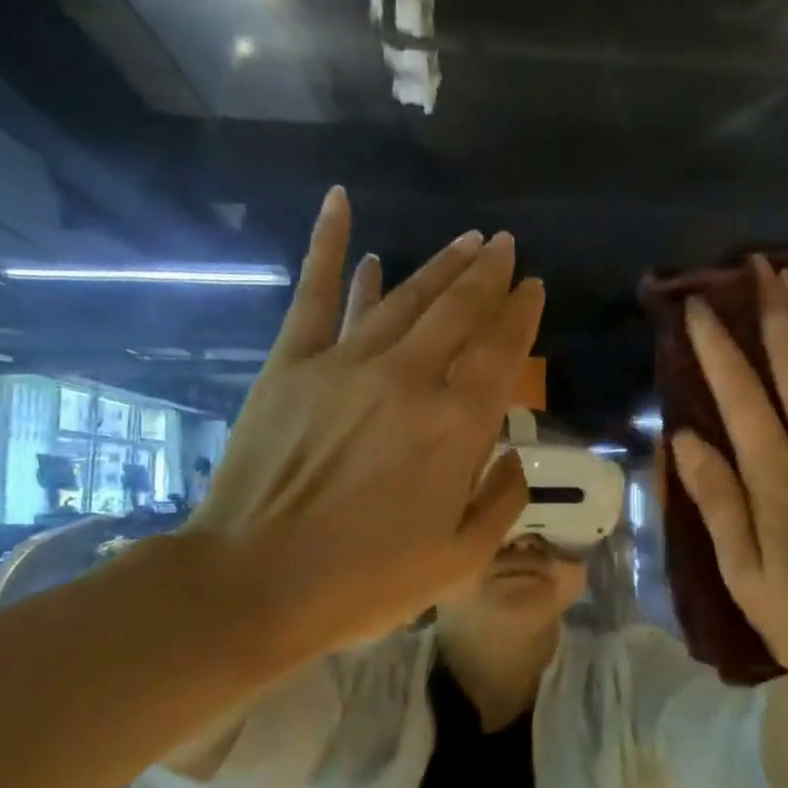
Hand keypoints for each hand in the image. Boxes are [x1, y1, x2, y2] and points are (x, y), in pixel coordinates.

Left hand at [193, 187, 541, 658]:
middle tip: (506, 245)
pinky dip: (330, 246)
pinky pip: (316, 293)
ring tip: (468, 239)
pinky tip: (342, 203)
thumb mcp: (461, 559)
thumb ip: (502, 500)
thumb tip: (513, 454)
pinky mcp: (292, 363)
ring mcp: (346, 364)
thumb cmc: (366, 581)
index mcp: (456, 426)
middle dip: (489, 274)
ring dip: (440, 264)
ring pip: (405, 296)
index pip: (501, 352)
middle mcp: (409, 379)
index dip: (522, 314)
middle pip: (460, 311)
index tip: (534, 287)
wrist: (254, 585)